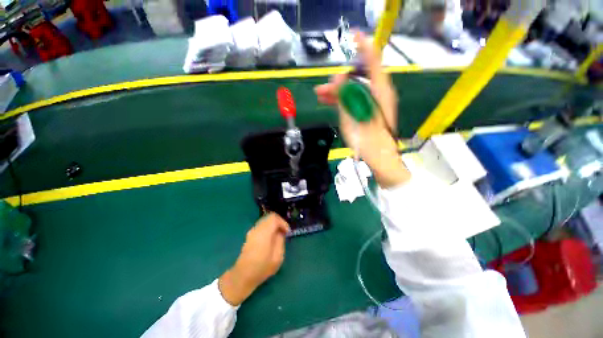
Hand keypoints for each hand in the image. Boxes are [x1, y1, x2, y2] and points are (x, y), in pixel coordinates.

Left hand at [218, 213, 289, 305]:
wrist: (242, 276)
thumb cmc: (262, 268)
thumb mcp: (277, 257)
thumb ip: (280, 241)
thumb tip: (281, 232)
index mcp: (264, 233)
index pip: (274, 218)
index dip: (283, 222)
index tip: (287, 232)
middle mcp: (257, 229)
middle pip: (269, 217)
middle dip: (279, 223)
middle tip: (284, 232)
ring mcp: (251, 231)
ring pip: (265, 221)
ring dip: (273, 225)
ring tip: (278, 236)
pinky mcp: (249, 235)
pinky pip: (261, 226)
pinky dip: (268, 228)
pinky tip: (270, 239)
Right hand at [314, 32, 409, 188]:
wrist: (379, 158)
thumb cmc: (368, 140)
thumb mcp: (352, 117)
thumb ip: (345, 96)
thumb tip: (337, 78)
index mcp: (380, 91)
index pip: (373, 60)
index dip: (363, 46)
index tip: (352, 36)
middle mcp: (379, 93)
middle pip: (358, 78)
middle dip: (338, 81)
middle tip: (321, 89)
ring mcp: (374, 103)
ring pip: (354, 90)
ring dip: (337, 92)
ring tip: (320, 96)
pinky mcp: (369, 112)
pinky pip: (354, 100)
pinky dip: (342, 101)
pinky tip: (329, 103)